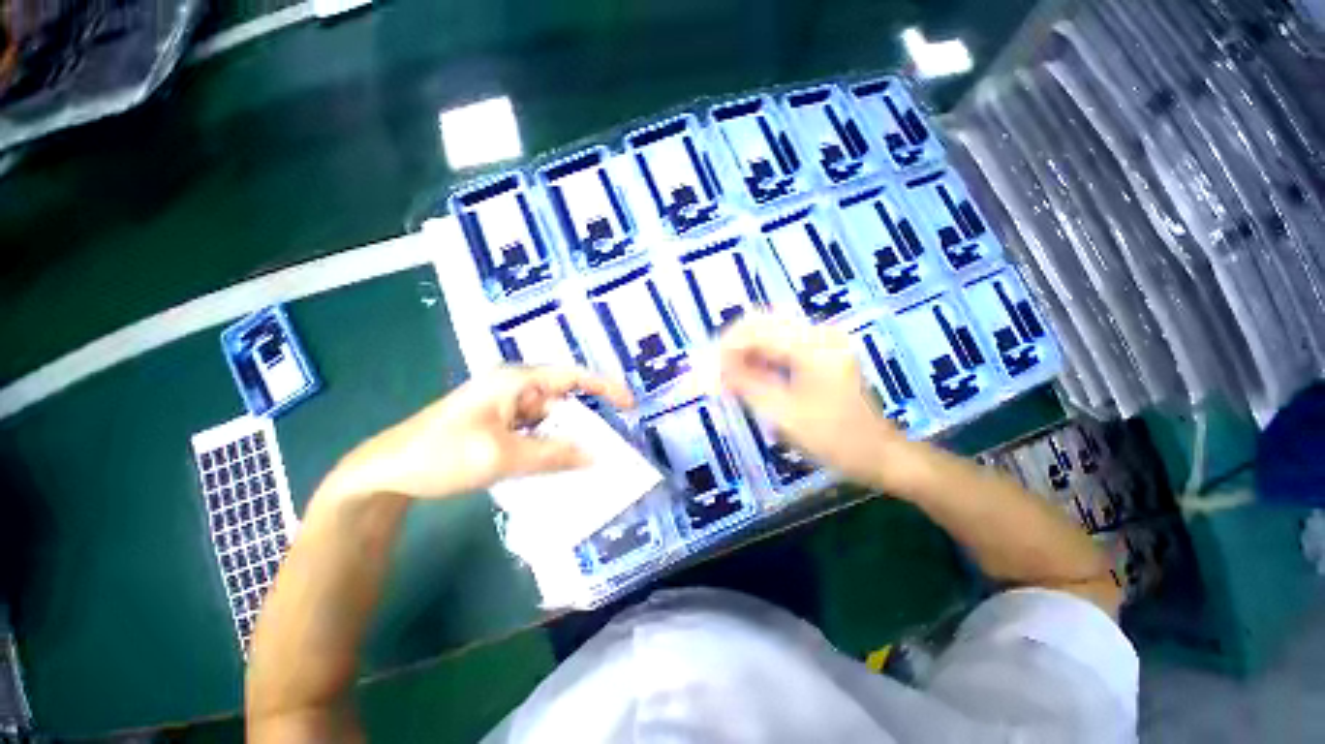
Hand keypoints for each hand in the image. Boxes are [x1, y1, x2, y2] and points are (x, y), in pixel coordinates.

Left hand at [323, 366, 633, 501]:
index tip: (629, 405)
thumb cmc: (442, 454)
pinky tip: (557, 464)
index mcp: (516, 381)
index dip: (604, 388)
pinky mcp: (499, 425)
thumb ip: (553, 456)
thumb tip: (596, 456)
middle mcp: (515, 388)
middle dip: (586, 422)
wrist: (387, 471)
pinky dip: (549, 446)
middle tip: (609, 446)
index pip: (572, 377)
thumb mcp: (502, 456)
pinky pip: (536, 432)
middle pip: (563, 401)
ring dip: (567, 438)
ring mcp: (506, 407)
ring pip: (550, 420)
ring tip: (588, 460)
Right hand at [718, 314, 907, 485]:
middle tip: (717, 372)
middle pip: (762, 323)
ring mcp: (823, 340)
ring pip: (770, 331)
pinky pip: (783, 343)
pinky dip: (762, 356)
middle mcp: (819, 333)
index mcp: (812, 346)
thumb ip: (746, 385)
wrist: (878, 453)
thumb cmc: (833, 438)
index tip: (710, 370)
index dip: (727, 347)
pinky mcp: (823, 350)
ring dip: (746, 351)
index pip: (756, 331)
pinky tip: (751, 374)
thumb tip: (714, 369)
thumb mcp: (783, 414)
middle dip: (734, 346)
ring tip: (729, 376)